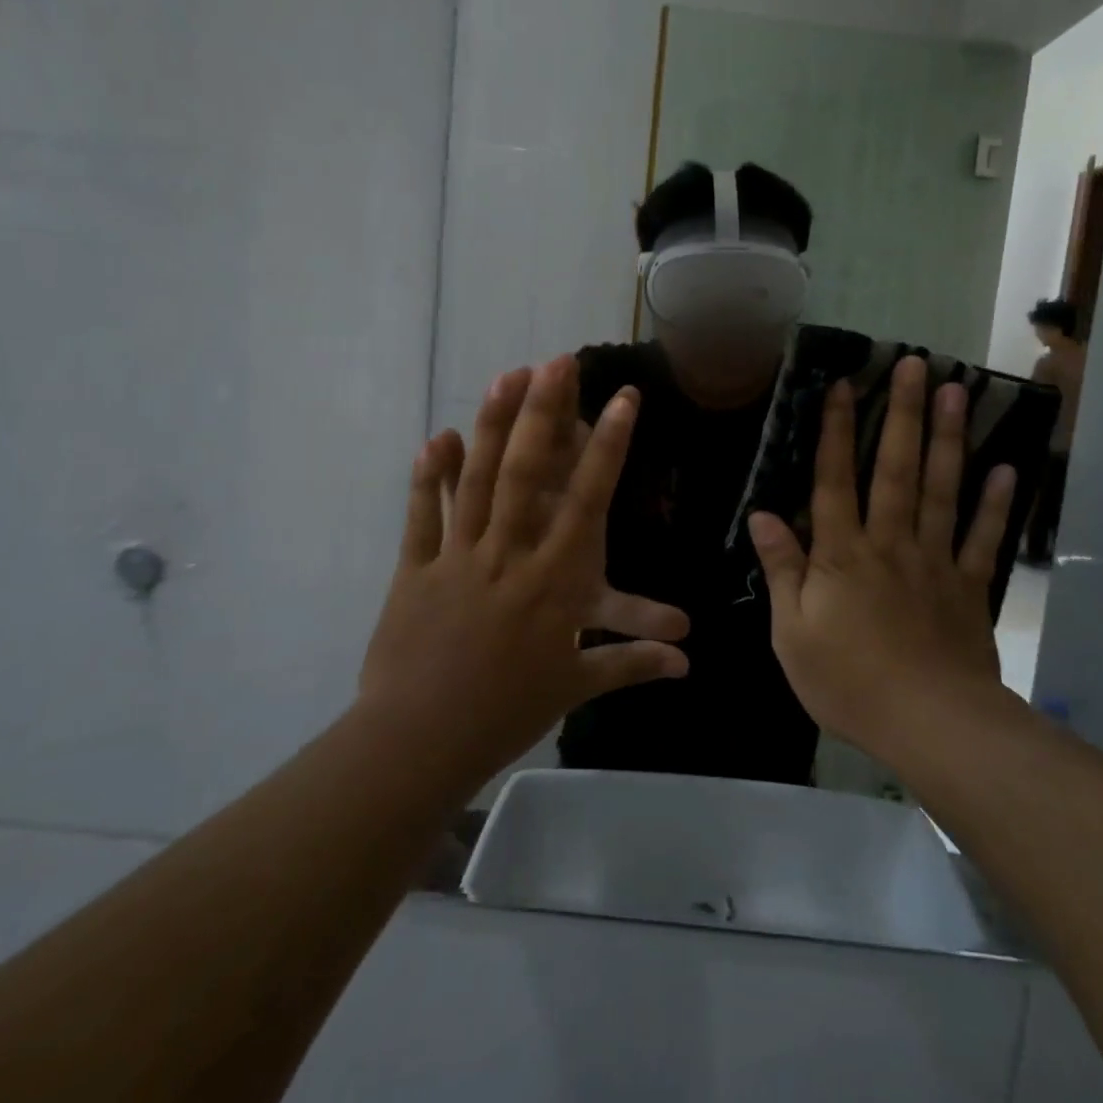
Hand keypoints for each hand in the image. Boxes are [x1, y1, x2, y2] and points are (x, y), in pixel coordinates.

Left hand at [360, 356, 688, 786]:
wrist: (419, 741)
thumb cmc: (507, 711)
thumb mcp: (575, 685)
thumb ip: (632, 663)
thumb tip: (687, 662)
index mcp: (554, 578)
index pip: (590, 498)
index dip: (609, 445)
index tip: (624, 399)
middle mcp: (510, 552)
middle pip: (528, 471)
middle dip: (545, 412)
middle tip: (556, 361)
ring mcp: (458, 555)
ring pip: (478, 479)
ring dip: (493, 425)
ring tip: (505, 376)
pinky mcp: (416, 567)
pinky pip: (423, 513)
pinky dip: (430, 474)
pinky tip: (440, 435)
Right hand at [748, 357, 1016, 752]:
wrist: (928, 724)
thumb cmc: (848, 681)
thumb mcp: (792, 632)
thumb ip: (782, 569)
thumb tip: (763, 514)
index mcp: (842, 554)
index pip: (834, 480)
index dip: (836, 431)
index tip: (843, 385)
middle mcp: (889, 543)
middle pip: (895, 469)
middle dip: (903, 413)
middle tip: (916, 364)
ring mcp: (934, 561)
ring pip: (941, 490)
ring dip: (948, 439)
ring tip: (958, 391)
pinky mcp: (968, 587)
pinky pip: (983, 538)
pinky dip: (996, 505)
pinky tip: (1005, 469)